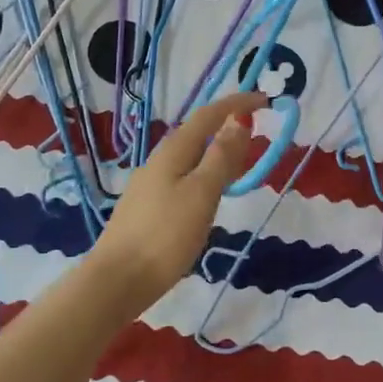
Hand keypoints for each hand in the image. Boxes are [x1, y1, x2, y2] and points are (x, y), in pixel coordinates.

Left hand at [94, 92, 265, 304]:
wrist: (117, 281)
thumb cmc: (165, 235)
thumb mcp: (201, 193)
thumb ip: (221, 157)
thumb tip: (238, 120)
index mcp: (173, 152)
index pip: (208, 115)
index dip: (236, 104)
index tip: (265, 100)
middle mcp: (159, 161)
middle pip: (197, 133)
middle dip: (227, 126)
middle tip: (258, 131)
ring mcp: (151, 185)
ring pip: (191, 157)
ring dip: (217, 151)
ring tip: (241, 162)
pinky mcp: (149, 208)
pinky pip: (184, 177)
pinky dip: (206, 173)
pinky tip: (211, 194)